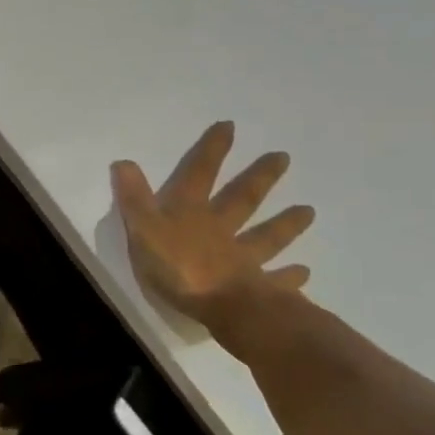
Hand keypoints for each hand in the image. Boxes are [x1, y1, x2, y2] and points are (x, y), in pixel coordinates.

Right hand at [111, 120, 314, 336]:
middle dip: (260, 178)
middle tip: (284, 158)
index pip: (201, 174)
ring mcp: (245, 259)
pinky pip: (277, 281)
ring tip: (310, 211)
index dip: (212, 151)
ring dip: (287, 224)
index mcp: (192, 213)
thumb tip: (123, 161)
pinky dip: (290, 277)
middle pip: (243, 199)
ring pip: (268, 236)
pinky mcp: (259, 289)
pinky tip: (305, 274)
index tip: (230, 126)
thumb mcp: (143, 230)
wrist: (223, 308)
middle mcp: (222, 229)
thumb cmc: (177, 268)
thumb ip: (134, 198)